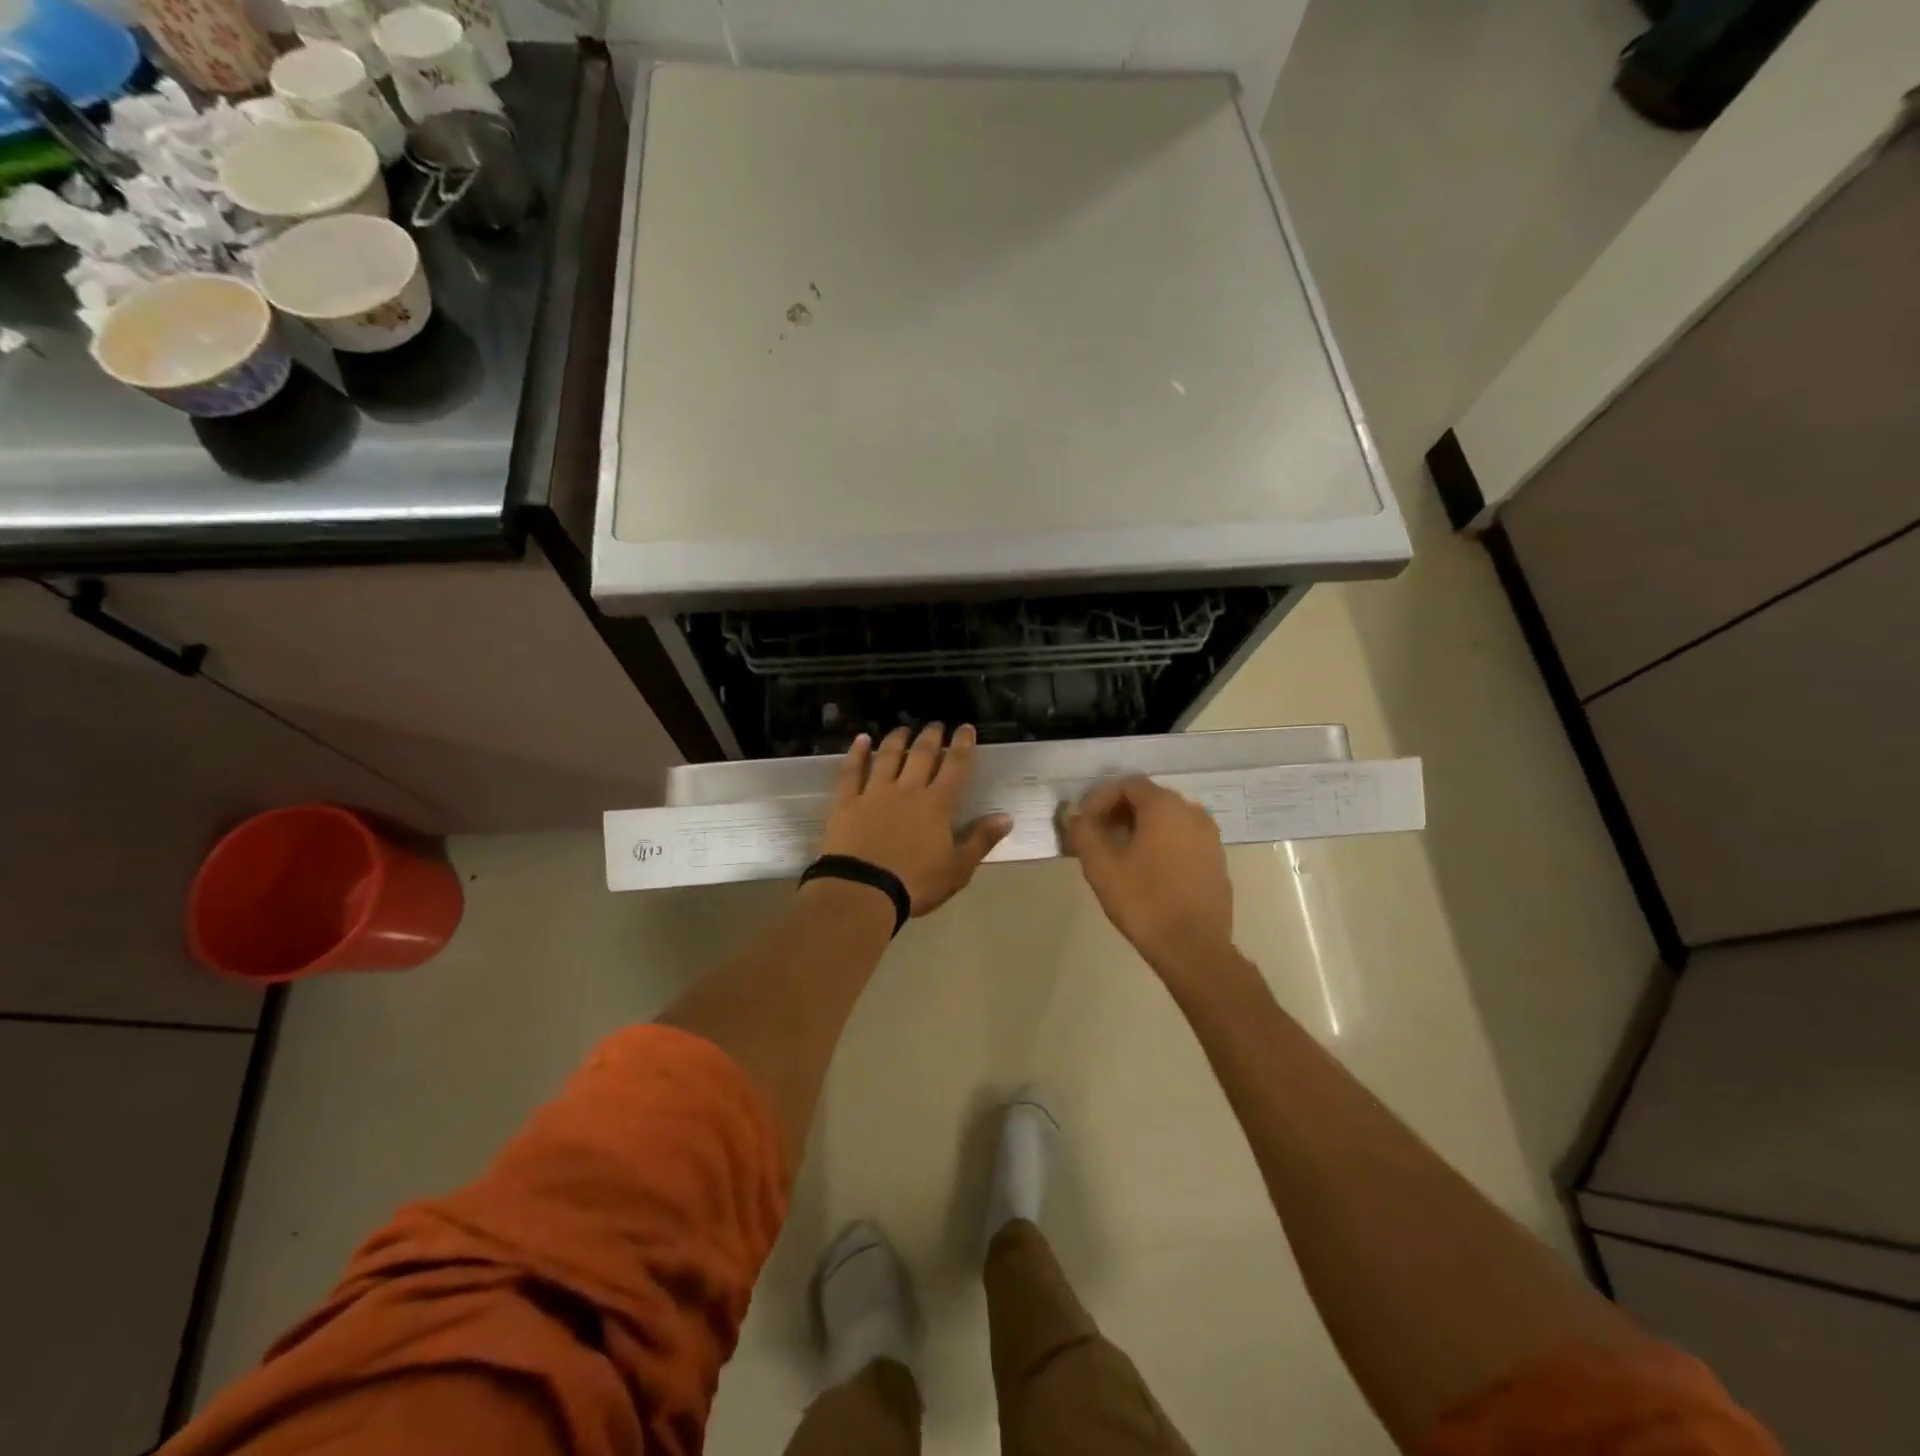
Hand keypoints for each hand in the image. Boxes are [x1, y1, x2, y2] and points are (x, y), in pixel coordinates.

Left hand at [819, 724, 1012, 915]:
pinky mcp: (846, 802)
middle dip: (931, 736)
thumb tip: (1006, 817)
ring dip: (897, 738)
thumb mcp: (957, 869)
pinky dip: (856, 753)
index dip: (962, 745)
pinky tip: (861, 739)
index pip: (955, 767)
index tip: (966, 728)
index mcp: (937, 805)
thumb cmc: (915, 884)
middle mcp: (907, 790)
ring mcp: (874, 793)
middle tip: (936, 724)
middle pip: (921, 755)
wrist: (864, 891)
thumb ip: (981, 840)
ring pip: (887, 756)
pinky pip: (851, 771)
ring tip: (904, 727)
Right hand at [1063, 776, 1233, 974]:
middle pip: (1149, 799)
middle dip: (1118, 812)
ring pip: (1168, 820)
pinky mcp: (1217, 861)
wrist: (1194, 948)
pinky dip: (1161, 844)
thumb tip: (1074, 816)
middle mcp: (1192, 812)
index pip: (1127, 784)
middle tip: (1096, 835)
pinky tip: (1146, 870)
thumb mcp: (1101, 866)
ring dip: (1140, 828)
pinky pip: (1183, 839)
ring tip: (1118, 853)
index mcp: (1165, 807)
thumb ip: (1083, 832)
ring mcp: (1210, 837)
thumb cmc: (1144, 901)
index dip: (1100, 798)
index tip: (1083, 822)